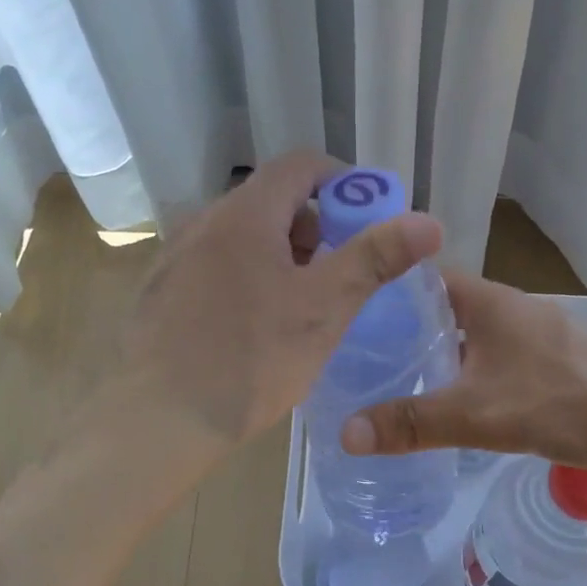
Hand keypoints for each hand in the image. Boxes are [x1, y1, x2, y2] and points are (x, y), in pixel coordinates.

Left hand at [121, 151, 442, 446]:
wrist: (158, 420)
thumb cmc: (251, 359)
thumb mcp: (325, 308)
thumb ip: (374, 258)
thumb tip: (428, 222)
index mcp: (244, 214)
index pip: (300, 165)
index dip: (341, 182)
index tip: (366, 221)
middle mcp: (203, 222)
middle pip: (270, 200)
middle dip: (313, 227)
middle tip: (335, 274)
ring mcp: (174, 256)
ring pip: (240, 236)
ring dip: (279, 254)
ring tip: (297, 306)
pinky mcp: (159, 291)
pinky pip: (213, 264)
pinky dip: (245, 276)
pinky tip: (251, 327)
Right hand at [341, 272, 586, 468]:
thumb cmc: (561, 401)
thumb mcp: (476, 416)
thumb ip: (411, 423)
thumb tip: (345, 433)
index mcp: (487, 301)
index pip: (422, 277)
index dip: (385, 290)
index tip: (350, 314)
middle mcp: (510, 306)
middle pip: (444, 306)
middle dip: (405, 327)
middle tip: (363, 356)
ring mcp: (537, 330)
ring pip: (472, 332)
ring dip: (440, 350)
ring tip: (400, 378)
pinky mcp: (555, 357)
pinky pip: (496, 353)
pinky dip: (471, 368)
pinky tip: (461, 399)